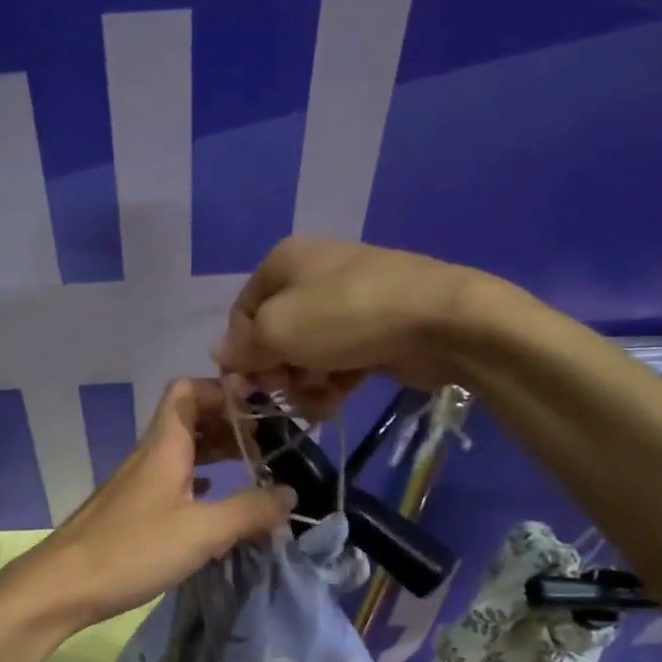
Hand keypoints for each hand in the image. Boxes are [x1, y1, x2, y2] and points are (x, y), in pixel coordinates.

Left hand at [10, 380, 294, 629]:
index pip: (189, 390)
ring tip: (252, 469)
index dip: (224, 390)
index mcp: (165, 445)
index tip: (261, 410)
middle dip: (229, 423)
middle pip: (190, 417)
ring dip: (216, 452)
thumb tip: (290, 494)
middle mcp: (151, 454)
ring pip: (182, 449)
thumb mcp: (201, 532)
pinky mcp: (133, 508)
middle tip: (267, 444)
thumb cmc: (133, 549)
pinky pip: (173, 477)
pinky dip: (200, 479)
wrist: (64, 585)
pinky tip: (216, 500)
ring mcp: (139, 481)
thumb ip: (249, 511)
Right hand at [213, 237, 483, 417]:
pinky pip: (338, 360)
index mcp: (283, 262)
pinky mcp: (374, 329)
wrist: (441, 320)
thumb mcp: (279, 329)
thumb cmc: (346, 316)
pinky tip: (339, 400)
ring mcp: (347, 302)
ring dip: (305, 383)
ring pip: (306, 353)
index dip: (241, 353)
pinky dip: (333, 382)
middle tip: (291, 390)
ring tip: (320, 399)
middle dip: (278, 370)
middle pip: (274, 335)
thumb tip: (220, 353)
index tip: (251, 386)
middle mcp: (312, 275)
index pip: (241, 313)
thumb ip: (243, 345)